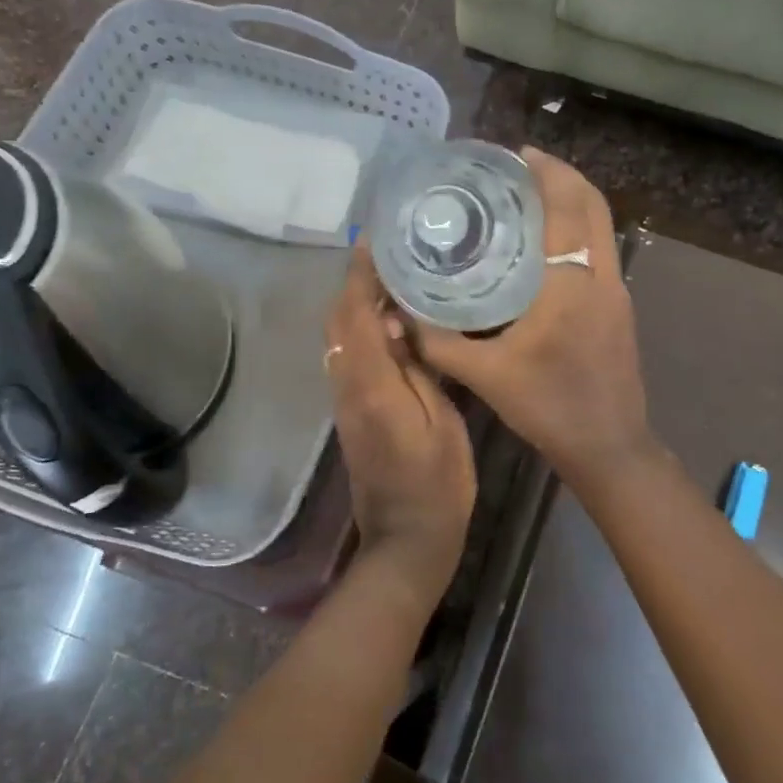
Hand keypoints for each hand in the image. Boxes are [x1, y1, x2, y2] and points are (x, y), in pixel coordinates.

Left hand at [325, 246, 475, 606]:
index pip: (356, 316)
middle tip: (387, 256)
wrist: (405, 541)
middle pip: (338, 323)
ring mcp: (344, 402)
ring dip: (355, 305)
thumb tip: (400, 325)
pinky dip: (360, 330)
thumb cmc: (437, 485)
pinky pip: (347, 358)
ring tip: (391, 280)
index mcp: (372, 386)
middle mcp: (347, 387)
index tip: (371, 242)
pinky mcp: (350, 414)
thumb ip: (419, 370)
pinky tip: (390, 324)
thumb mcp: (443, 424)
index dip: (359, 276)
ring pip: (339, 340)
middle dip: (354, 284)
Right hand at [413, 148, 655, 490]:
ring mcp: (618, 291)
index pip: (568, 207)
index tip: (518, 154)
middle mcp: (603, 276)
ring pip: (602, 227)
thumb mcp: (486, 376)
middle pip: (594, 206)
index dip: (548, 173)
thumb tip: (397, 316)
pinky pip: (601, 250)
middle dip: (562, 177)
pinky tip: (545, 245)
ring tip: (529, 198)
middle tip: (520, 169)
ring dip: (573, 202)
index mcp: (572, 284)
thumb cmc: (550, 407)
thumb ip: (438, 343)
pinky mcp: (620, 307)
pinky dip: (578, 230)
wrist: (610, 446)